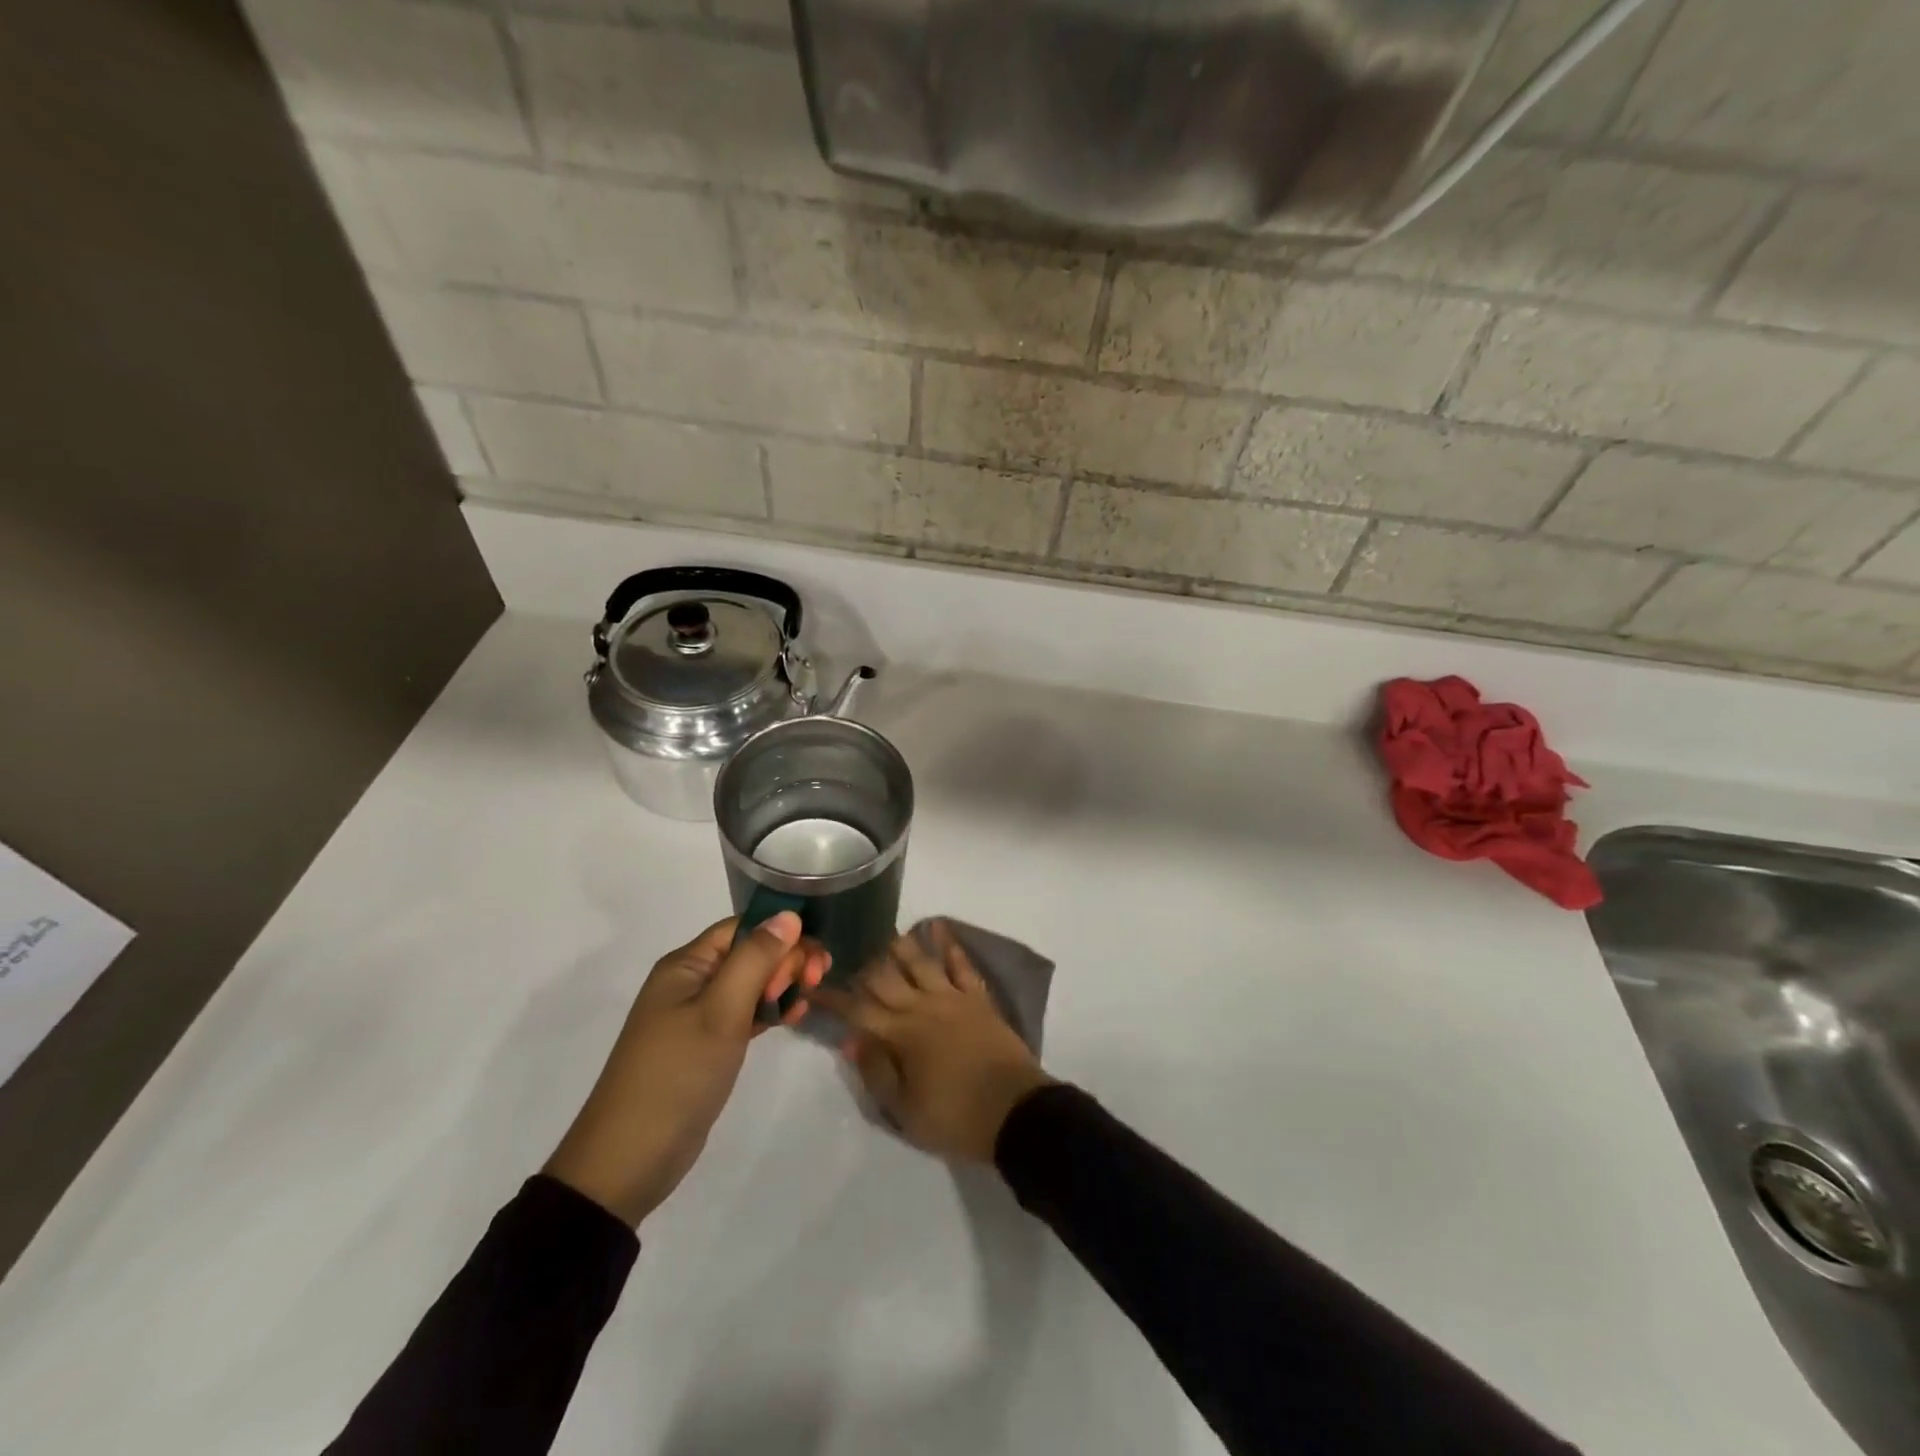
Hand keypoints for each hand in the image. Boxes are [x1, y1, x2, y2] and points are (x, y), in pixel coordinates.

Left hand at [544, 913, 827, 1226]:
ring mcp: (697, 1016)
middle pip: (749, 953)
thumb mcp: (721, 1011)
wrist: (629, 1160)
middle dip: (787, 960)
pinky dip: (770, 1012)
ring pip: (751, 984)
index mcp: (687, 965)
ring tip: (808, 1001)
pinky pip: (745, 1014)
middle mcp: (691, 982)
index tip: (814, 960)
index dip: (781, 935)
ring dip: (783, 985)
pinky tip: (794, 1018)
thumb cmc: (677, 1074)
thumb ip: (756, 959)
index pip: (743, 928)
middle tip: (817, 981)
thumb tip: (788, 914)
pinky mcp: (706, 1046)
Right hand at [809, 920, 1051, 1163]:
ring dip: (900, 946)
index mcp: (900, 1035)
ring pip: (920, 961)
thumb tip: (851, 1039)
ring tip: (885, 934)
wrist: (1014, 1112)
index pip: (857, 1010)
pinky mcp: (978, 997)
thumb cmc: (955, 1117)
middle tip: (847, 955)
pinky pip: (961, 964)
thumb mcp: (904, 1110)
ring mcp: (952, 997)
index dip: (833, 998)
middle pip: (885, 977)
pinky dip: (949, 944)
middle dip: (863, 966)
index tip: (812, 986)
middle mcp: (922, 1006)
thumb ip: (876, 1071)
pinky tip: (938, 927)